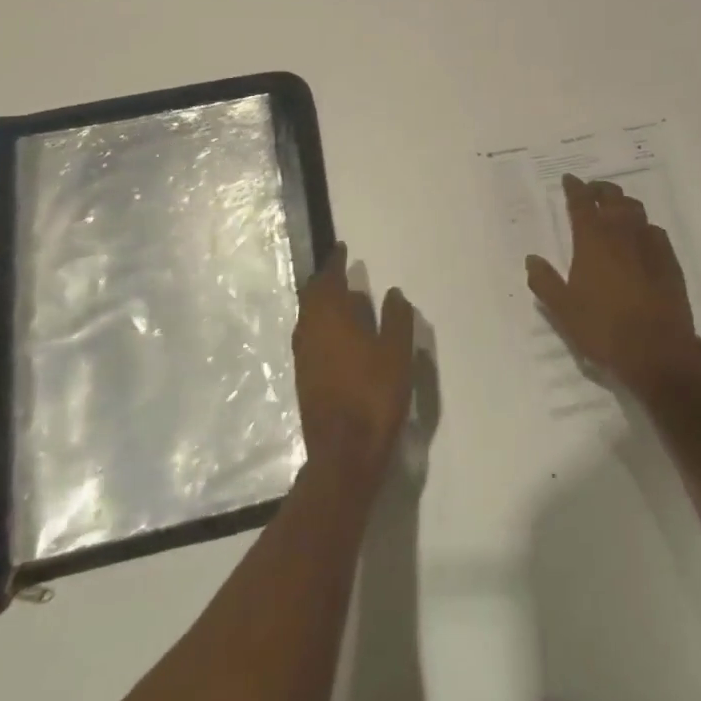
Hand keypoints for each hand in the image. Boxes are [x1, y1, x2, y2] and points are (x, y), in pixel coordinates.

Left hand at [293, 244, 414, 484]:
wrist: (344, 452)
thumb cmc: (374, 395)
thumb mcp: (397, 353)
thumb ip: (396, 319)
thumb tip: (392, 293)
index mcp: (331, 318)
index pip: (328, 280)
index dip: (334, 262)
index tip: (341, 249)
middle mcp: (310, 331)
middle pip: (311, 297)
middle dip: (324, 281)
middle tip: (340, 271)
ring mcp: (303, 356)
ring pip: (308, 317)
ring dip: (321, 303)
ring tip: (341, 299)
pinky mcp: (303, 377)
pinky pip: (309, 336)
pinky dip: (321, 324)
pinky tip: (337, 335)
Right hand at [526, 174, 700, 400]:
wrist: (657, 350)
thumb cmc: (602, 328)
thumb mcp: (562, 309)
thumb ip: (544, 281)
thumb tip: (532, 258)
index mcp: (592, 240)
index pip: (581, 203)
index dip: (574, 188)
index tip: (569, 179)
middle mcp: (621, 233)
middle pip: (612, 197)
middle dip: (600, 189)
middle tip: (591, 191)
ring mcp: (650, 244)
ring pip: (636, 210)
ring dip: (622, 203)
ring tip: (615, 209)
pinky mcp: (670, 260)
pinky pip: (655, 231)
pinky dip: (643, 227)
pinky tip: (641, 238)